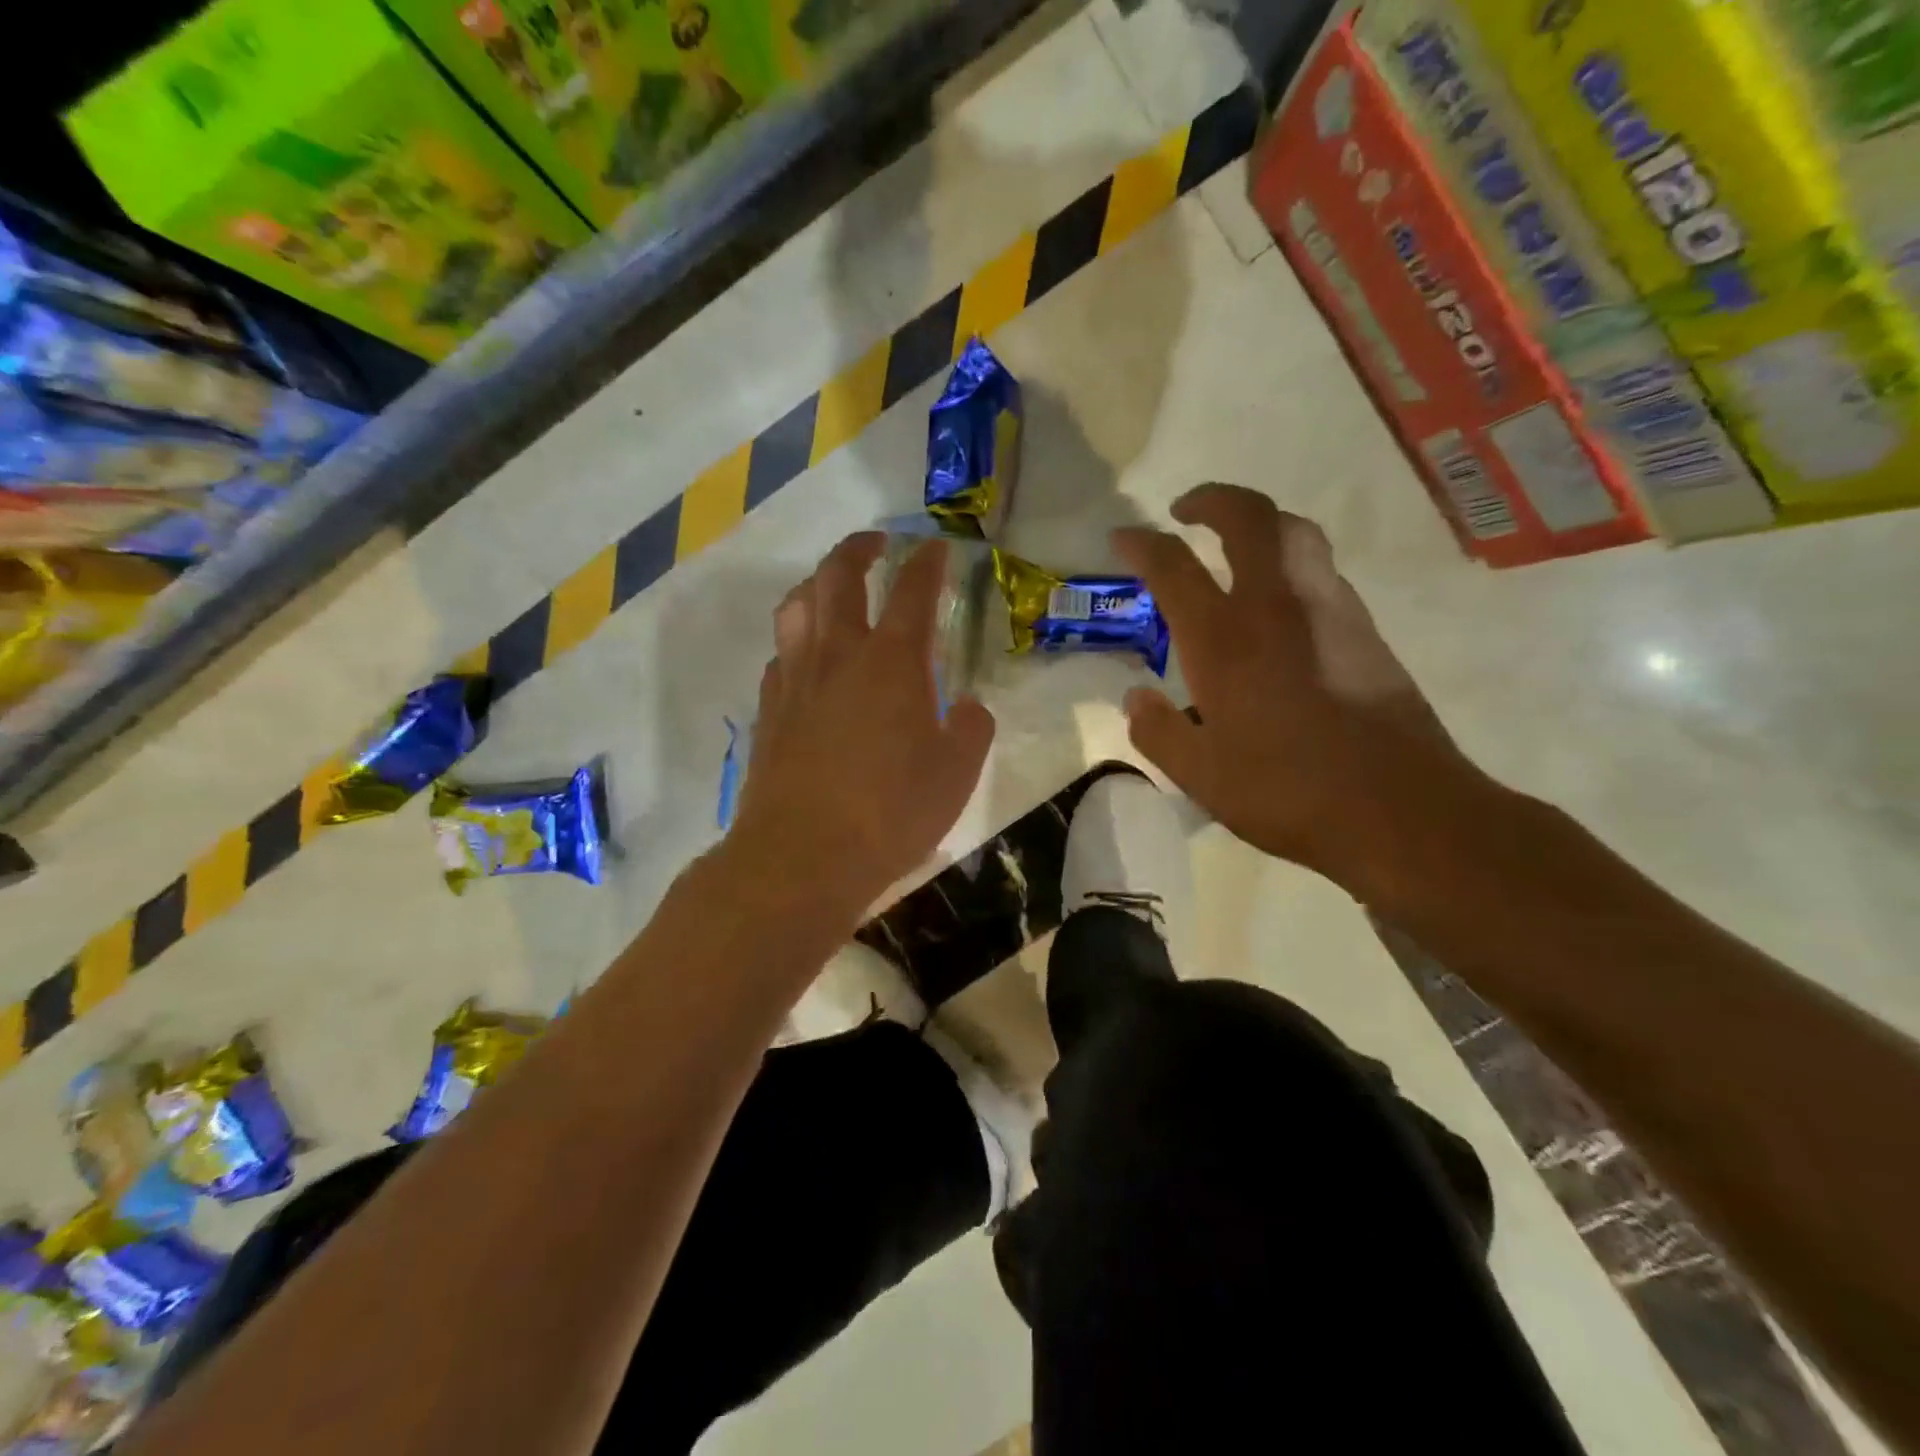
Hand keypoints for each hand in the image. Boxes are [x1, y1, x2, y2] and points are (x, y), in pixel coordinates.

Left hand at [729, 532, 995, 912]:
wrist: (803, 855)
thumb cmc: (890, 812)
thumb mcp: (956, 774)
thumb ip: (972, 729)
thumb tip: (970, 706)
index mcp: (892, 661)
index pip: (913, 591)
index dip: (927, 563)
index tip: (936, 549)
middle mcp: (839, 654)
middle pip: (838, 576)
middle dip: (859, 548)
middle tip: (876, 544)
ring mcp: (797, 679)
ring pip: (797, 606)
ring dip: (817, 583)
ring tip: (831, 587)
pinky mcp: (770, 710)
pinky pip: (781, 653)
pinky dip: (797, 639)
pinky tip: (808, 658)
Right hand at [1114, 484, 1498, 896]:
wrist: (1400, 808)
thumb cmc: (1285, 790)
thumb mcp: (1199, 775)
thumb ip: (1157, 730)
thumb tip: (1136, 698)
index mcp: (1224, 639)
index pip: (1173, 566)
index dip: (1141, 543)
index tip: (1122, 537)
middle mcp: (1277, 606)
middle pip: (1250, 517)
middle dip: (1213, 499)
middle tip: (1186, 511)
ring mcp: (1329, 611)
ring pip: (1296, 534)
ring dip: (1259, 524)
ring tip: (1234, 547)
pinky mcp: (1365, 629)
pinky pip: (1320, 571)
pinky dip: (1290, 563)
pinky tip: (1278, 605)